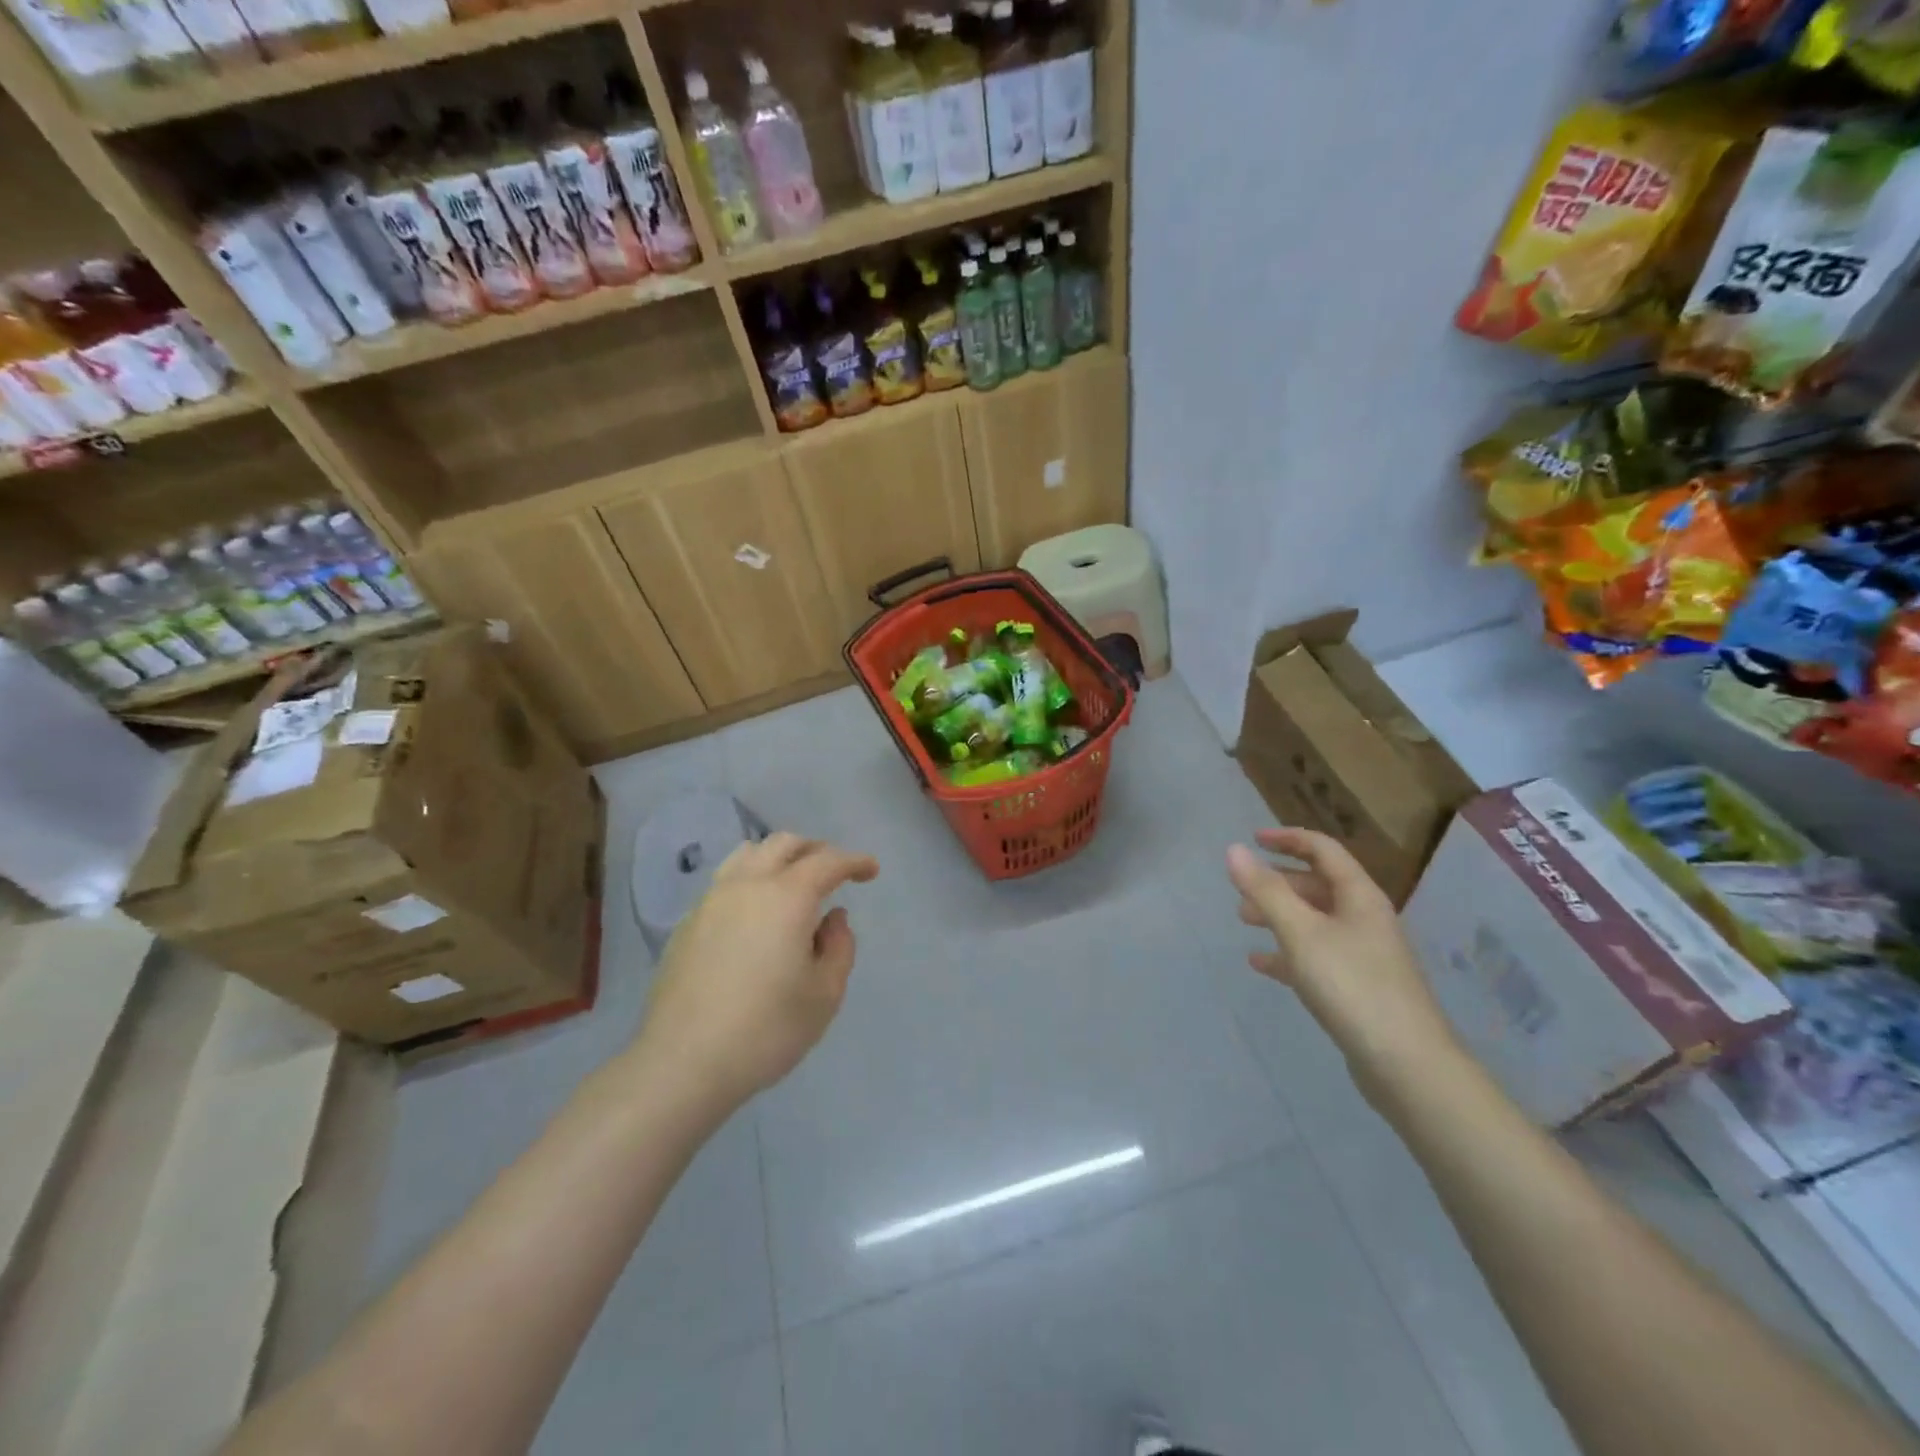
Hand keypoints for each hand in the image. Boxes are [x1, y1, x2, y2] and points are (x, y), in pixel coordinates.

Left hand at [636, 832, 878, 1112]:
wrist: (682, 1063)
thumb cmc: (766, 1029)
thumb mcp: (825, 994)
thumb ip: (839, 947)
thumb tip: (832, 919)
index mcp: (787, 896)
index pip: (827, 861)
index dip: (853, 861)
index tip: (870, 870)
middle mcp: (748, 885)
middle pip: (784, 844)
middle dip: (815, 850)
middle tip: (834, 871)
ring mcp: (712, 900)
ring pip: (748, 854)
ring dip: (778, 857)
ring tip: (793, 881)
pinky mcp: (688, 923)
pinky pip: (726, 881)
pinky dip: (751, 880)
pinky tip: (757, 913)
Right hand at [1226, 828, 1461, 1089]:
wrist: (1407, 1064)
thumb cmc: (1352, 985)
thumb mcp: (1301, 932)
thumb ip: (1265, 890)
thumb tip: (1234, 849)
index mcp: (1359, 896)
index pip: (1323, 850)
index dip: (1288, 839)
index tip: (1252, 840)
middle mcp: (1365, 918)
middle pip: (1318, 885)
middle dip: (1278, 883)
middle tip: (1241, 893)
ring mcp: (1364, 954)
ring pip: (1315, 921)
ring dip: (1279, 916)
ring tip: (1245, 923)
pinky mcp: (1358, 987)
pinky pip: (1316, 956)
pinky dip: (1287, 952)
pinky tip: (1260, 962)